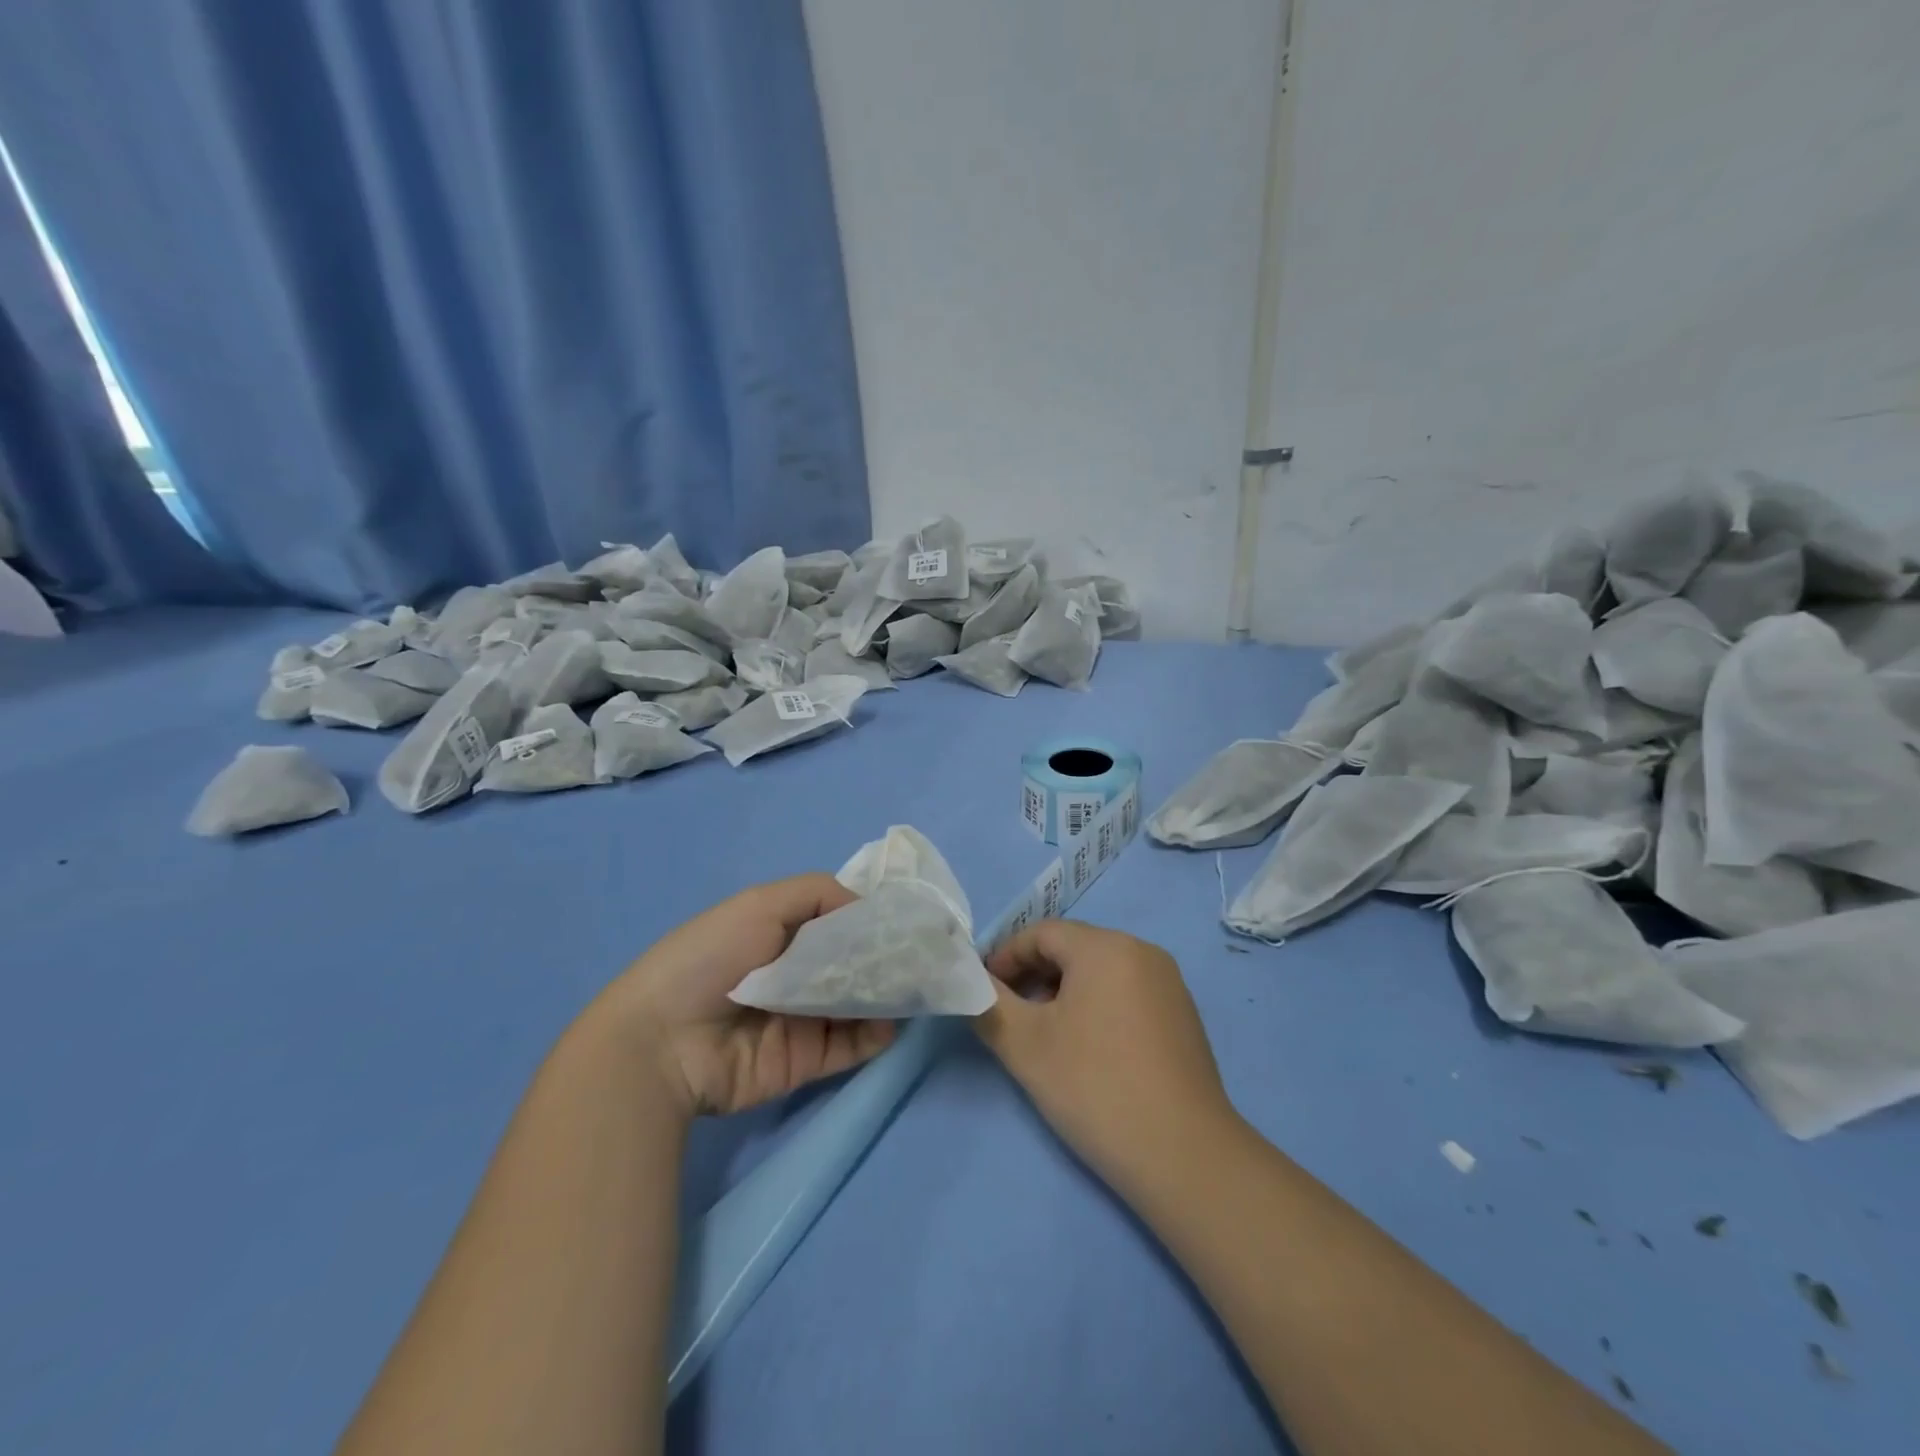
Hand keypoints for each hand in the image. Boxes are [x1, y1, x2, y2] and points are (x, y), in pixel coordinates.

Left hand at [597, 874, 895, 1120]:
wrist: (663, 1043)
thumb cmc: (710, 959)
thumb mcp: (759, 904)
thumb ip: (818, 894)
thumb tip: (867, 906)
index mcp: (778, 933)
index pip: (835, 919)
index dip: (868, 916)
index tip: (906, 914)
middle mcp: (793, 973)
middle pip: (850, 961)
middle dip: (884, 955)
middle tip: (923, 951)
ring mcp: (802, 1018)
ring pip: (857, 1002)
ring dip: (886, 992)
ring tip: (918, 981)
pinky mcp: (806, 1059)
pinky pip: (851, 1044)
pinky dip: (876, 1032)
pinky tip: (894, 1018)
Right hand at [975, 920, 1237, 1193]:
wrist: (1184, 1155)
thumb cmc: (1095, 1086)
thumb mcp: (1024, 1045)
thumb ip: (988, 1004)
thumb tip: (973, 984)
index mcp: (1106, 946)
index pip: (1041, 933)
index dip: (1005, 957)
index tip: (983, 991)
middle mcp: (1142, 951)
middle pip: (1072, 949)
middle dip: (1033, 976)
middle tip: (1009, 1016)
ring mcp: (1169, 984)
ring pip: (1100, 973)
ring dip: (1063, 993)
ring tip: (1044, 1037)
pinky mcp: (1183, 1017)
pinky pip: (1126, 994)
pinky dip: (1096, 1008)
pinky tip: (1087, 1051)